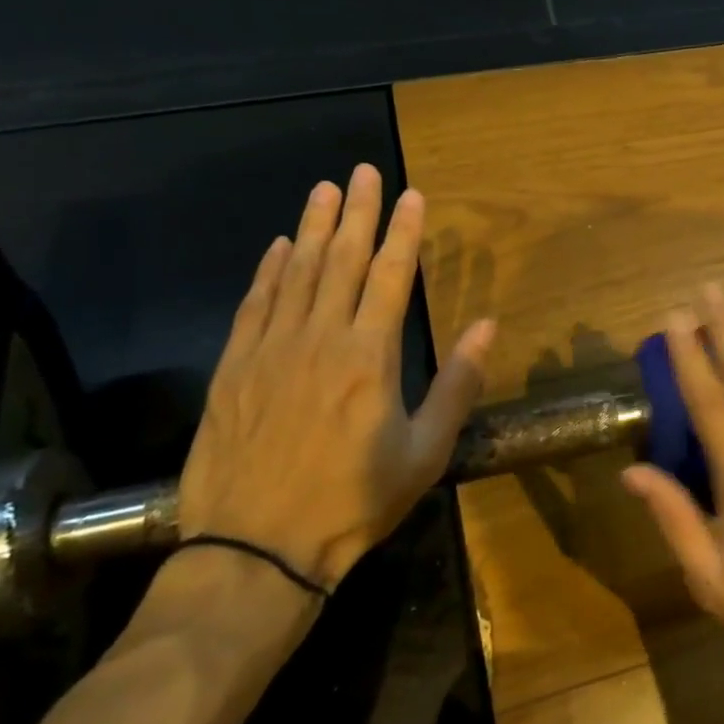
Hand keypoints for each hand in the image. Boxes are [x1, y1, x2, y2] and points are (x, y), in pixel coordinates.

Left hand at [177, 165, 495, 591]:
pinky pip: (253, 305)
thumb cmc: (353, 502)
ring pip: (295, 273)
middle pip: (341, 260)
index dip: (403, 232)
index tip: (411, 195)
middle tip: (363, 171)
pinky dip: (268, 271)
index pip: (390, 276)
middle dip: (356, 212)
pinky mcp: (233, 370)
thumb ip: (458, 384)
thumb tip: (489, 326)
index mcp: (369, 357)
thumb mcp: (425, 452)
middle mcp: (319, 339)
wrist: (256, 551)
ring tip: (324, 190)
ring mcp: (270, 351)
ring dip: (312, 228)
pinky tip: (278, 247)